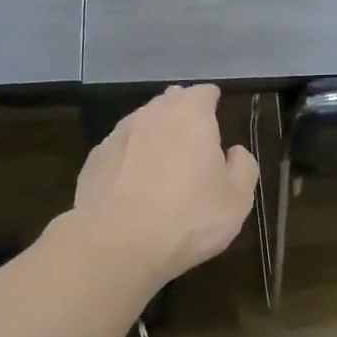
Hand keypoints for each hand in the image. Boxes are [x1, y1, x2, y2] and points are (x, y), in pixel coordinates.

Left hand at [72, 84, 258, 285]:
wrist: (117, 244)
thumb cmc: (189, 218)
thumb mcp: (237, 199)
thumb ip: (243, 167)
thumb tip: (235, 152)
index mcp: (190, 115)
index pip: (204, 92)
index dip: (213, 103)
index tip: (218, 121)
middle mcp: (150, 115)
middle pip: (170, 103)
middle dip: (182, 117)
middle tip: (194, 145)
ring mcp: (117, 136)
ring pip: (142, 127)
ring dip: (154, 139)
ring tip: (163, 169)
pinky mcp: (93, 161)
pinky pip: (120, 153)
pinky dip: (130, 162)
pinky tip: (134, 189)